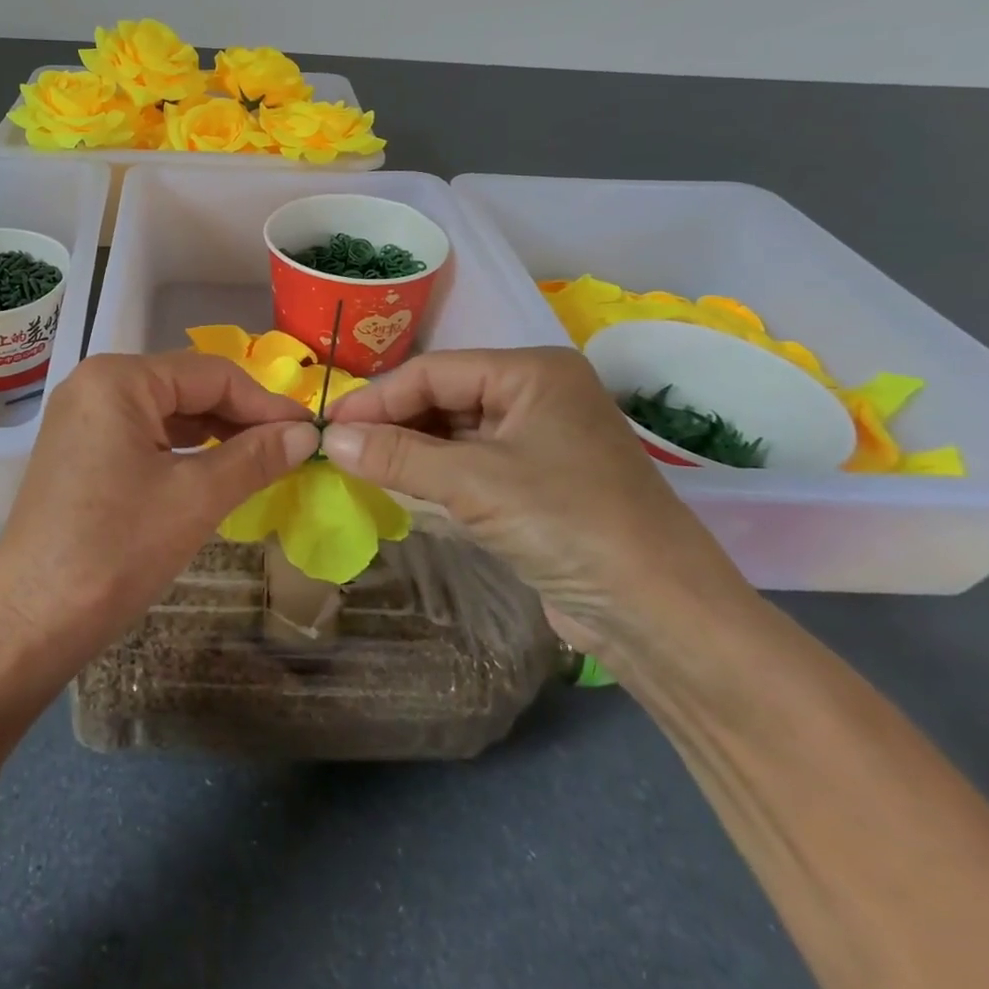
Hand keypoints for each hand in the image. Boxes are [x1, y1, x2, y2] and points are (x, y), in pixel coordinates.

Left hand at [0, 352, 319, 689]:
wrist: (31, 621)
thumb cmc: (117, 550)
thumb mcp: (196, 498)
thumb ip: (255, 457)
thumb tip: (306, 433)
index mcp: (120, 378)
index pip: (211, 373)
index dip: (265, 402)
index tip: (310, 432)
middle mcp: (96, 383)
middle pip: (187, 386)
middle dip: (240, 416)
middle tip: (291, 449)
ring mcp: (83, 417)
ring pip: (166, 411)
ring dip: (215, 433)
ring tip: (262, 460)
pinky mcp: (79, 449)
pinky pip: (143, 434)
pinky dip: (182, 449)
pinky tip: (214, 469)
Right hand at [321, 347, 754, 664]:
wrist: (660, 616)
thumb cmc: (568, 523)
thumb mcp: (474, 483)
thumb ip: (397, 455)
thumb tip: (330, 439)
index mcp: (531, 372)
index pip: (433, 372)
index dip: (377, 398)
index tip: (329, 426)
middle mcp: (535, 396)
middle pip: (443, 399)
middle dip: (392, 425)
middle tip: (339, 450)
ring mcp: (538, 441)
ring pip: (453, 434)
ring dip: (409, 453)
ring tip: (359, 469)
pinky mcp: (536, 484)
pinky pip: (470, 467)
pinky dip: (434, 477)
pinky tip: (399, 489)